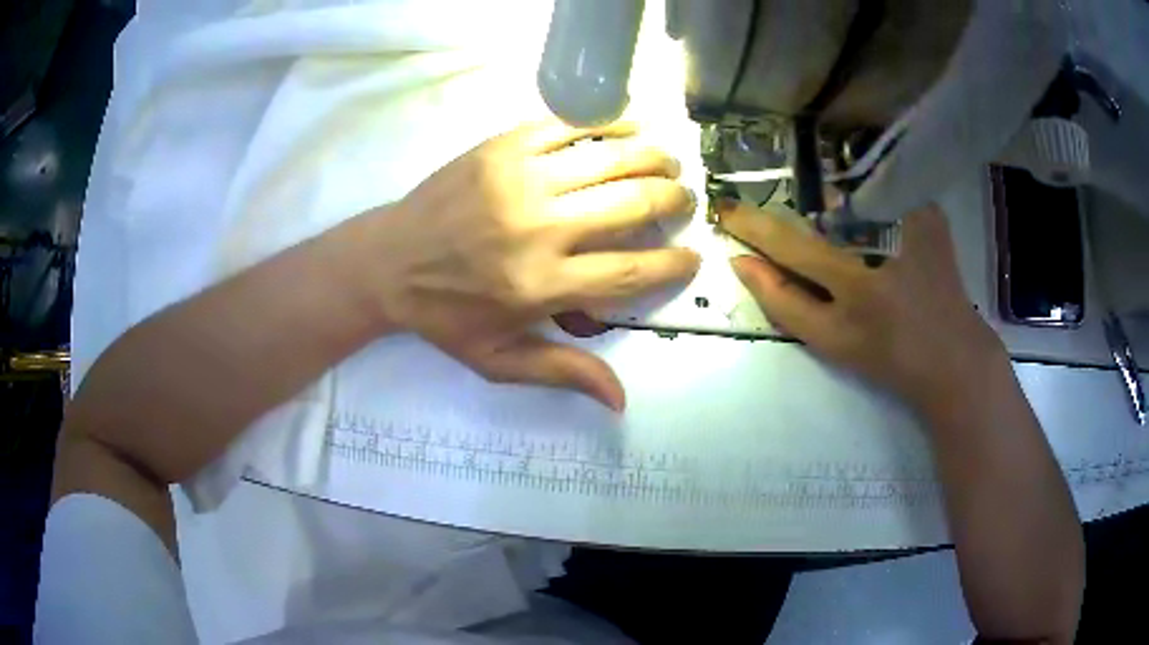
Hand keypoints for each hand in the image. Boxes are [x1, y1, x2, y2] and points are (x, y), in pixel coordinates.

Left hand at [357, 120, 699, 410]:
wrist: (386, 262)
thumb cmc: (445, 316)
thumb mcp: (498, 361)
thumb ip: (562, 372)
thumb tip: (621, 401)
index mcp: (542, 286)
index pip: (632, 272)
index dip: (673, 263)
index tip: (692, 255)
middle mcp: (540, 229)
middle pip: (631, 205)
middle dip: (672, 200)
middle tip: (683, 200)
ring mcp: (520, 180)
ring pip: (609, 159)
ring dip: (652, 157)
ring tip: (669, 161)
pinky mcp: (501, 149)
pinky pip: (567, 127)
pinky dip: (606, 123)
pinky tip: (628, 125)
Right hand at [720, 201, 1006, 410]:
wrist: (953, 355)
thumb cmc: (890, 358)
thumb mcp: (831, 343)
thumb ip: (783, 302)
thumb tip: (741, 262)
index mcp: (855, 280)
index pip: (788, 241)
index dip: (751, 224)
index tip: (726, 210)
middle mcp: (882, 239)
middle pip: (816, 204)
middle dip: (794, 205)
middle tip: (790, 218)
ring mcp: (909, 218)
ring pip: (850, 189)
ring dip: (832, 198)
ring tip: (836, 220)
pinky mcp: (929, 211)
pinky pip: (883, 190)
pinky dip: (868, 196)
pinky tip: (872, 217)